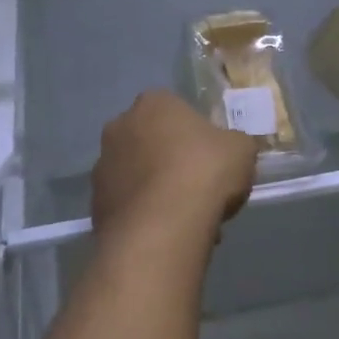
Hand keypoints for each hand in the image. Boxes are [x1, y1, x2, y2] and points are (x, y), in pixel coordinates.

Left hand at [92, 91, 257, 245]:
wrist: (162, 227)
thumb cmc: (204, 172)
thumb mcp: (242, 149)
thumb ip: (234, 143)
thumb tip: (229, 149)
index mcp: (154, 103)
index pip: (175, 111)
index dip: (195, 135)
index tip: (211, 159)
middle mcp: (120, 127)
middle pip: (152, 142)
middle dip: (171, 162)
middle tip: (199, 188)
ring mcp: (103, 166)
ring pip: (138, 175)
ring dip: (156, 191)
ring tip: (186, 219)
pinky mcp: (96, 204)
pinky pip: (128, 206)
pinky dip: (145, 216)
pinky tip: (168, 234)